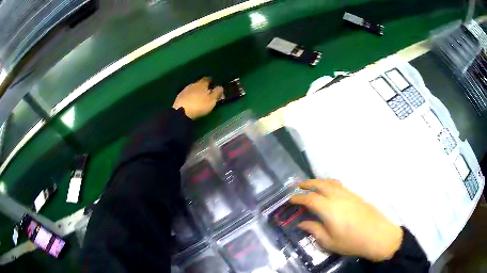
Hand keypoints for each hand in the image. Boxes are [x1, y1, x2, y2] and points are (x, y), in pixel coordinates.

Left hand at [173, 77, 222, 119]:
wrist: (181, 111)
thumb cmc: (199, 105)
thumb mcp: (212, 100)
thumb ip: (217, 93)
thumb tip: (220, 87)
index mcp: (202, 83)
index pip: (208, 79)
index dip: (211, 82)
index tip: (213, 86)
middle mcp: (193, 84)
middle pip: (200, 84)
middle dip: (204, 88)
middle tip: (207, 94)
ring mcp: (185, 90)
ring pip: (193, 89)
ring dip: (196, 92)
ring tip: (199, 99)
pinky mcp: (179, 97)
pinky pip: (187, 95)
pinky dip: (190, 97)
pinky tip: (191, 102)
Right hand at [290, 179, 402, 261]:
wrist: (377, 235)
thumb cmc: (351, 241)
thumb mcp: (329, 241)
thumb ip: (314, 230)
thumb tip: (302, 223)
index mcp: (328, 208)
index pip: (309, 199)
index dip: (298, 198)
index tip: (290, 199)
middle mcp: (337, 197)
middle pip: (320, 184)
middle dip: (308, 183)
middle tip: (299, 185)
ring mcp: (348, 194)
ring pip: (331, 182)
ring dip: (320, 181)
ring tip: (313, 184)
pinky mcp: (356, 195)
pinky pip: (340, 184)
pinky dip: (330, 183)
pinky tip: (330, 189)